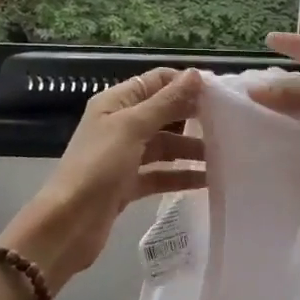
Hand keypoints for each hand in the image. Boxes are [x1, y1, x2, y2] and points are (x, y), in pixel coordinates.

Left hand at [0, 67, 206, 291]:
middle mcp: (119, 125)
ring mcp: (124, 156)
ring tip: (225, 155)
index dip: (185, 84)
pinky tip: (207, 181)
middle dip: (193, 117)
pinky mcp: (128, 185)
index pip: (156, 82)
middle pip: (163, 113)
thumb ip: (165, 103)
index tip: (220, 93)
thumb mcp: (133, 128)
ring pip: (164, 146)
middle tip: (230, 123)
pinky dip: (181, 175)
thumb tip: (195, 74)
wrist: (69, 224)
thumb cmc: (98, 167)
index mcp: (115, 103)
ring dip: (191, 149)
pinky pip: (160, 174)